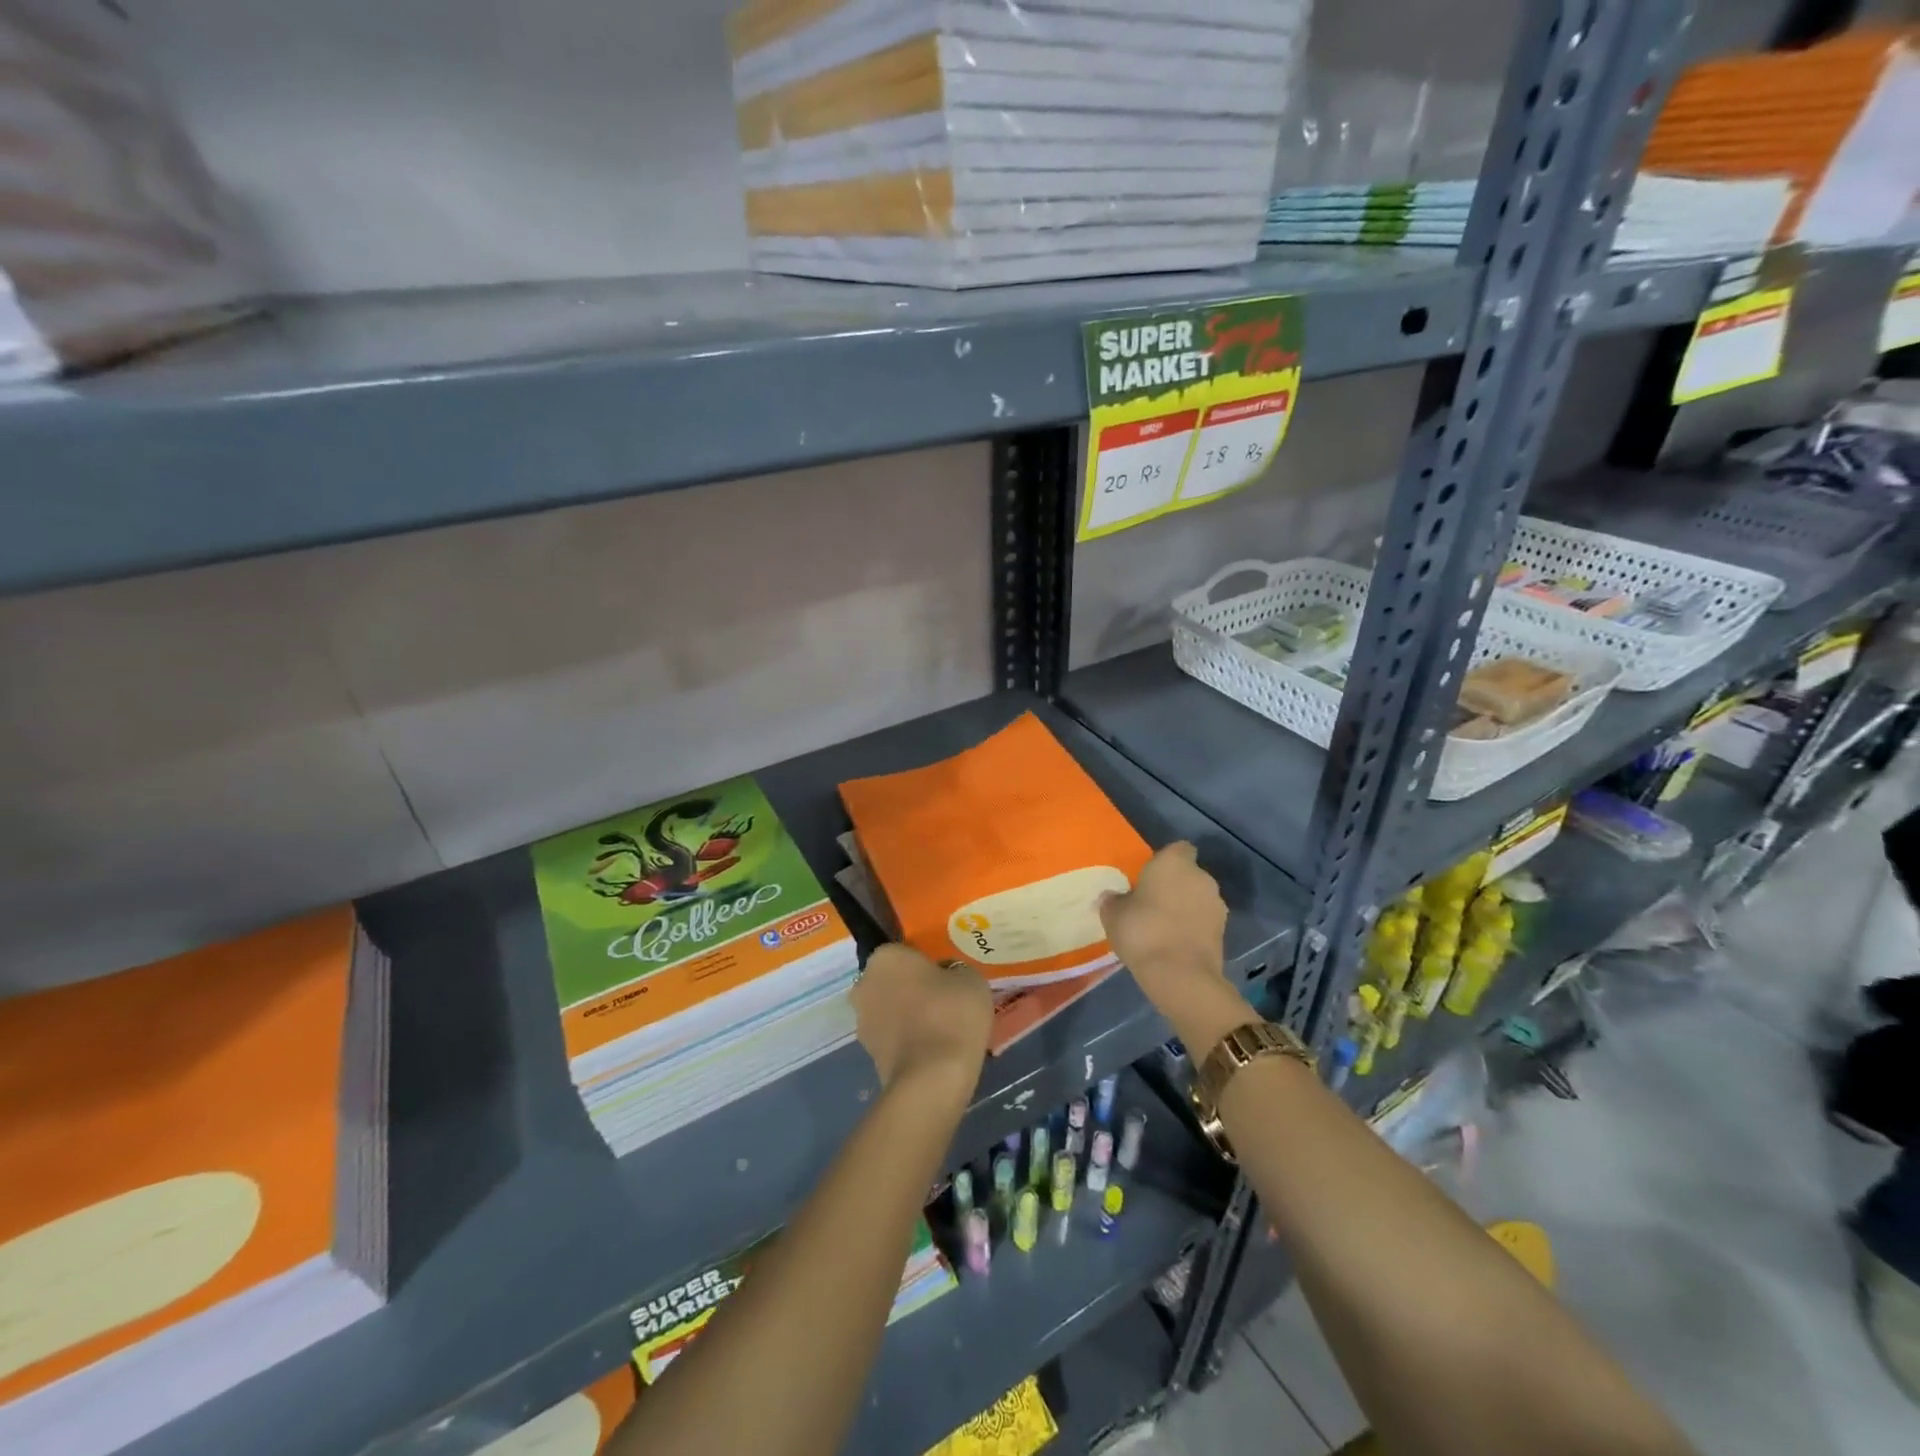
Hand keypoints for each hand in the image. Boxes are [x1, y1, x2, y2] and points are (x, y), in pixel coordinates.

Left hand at [852, 944, 991, 1098]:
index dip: (927, 964)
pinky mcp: (868, 1055)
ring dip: (908, 1015)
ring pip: (890, 1009)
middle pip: (893, 980)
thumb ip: (955, 970)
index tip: (947, 978)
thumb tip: (947, 976)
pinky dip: (908, 1041)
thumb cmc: (951, 1014)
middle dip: (912, 989)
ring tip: (941, 1029)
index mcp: (885, 957)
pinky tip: (933, 1050)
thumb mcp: (970, 979)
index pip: (906, 952)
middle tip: (944, 1001)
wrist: (932, 1078)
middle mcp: (865, 984)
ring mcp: (862, 1021)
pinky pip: (892, 1037)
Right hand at [1100, 842, 1252, 1053]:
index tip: (1149, 876)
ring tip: (1164, 927)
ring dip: (1186, 907)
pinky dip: (1194, 927)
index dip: (1165, 860)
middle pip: (1189, 874)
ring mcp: (1217, 904)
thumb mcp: (1113, 914)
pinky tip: (1176, 943)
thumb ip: (1113, 900)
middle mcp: (1201, 876)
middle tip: (1152, 903)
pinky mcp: (1224, 931)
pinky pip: (1204, 921)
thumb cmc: (1142, 931)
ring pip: (1198, 898)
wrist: (1180, 975)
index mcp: (1174, 862)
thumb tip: (1111, 897)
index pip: (1178, 849)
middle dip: (1175, 885)